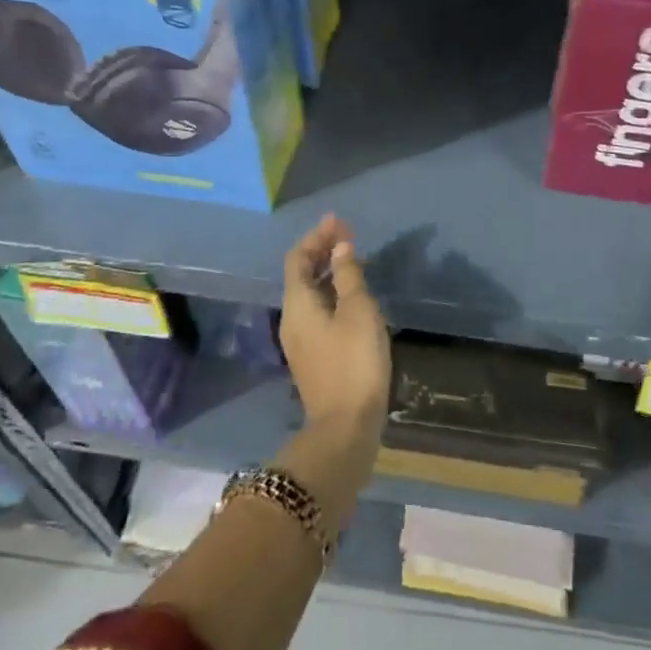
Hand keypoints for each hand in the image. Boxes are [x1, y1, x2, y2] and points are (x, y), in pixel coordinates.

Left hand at [280, 215, 391, 449]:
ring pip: (309, 294)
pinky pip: (317, 312)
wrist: (345, 427)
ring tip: (354, 261)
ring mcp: (301, 341)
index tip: (339, 222)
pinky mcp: (313, 357)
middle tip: (348, 236)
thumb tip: (340, 248)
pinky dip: (332, 293)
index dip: (316, 237)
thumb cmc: (354, 362)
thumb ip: (348, 276)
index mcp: (298, 304)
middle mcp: (292, 319)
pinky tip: (353, 297)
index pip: (297, 258)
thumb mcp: (358, 312)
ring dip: (327, 272)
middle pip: (300, 275)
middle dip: (321, 251)